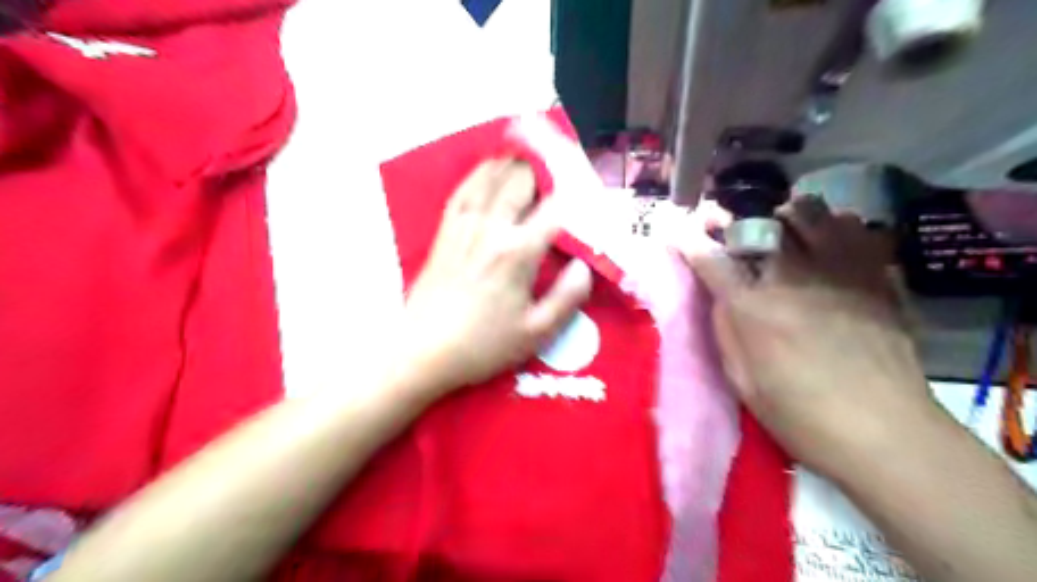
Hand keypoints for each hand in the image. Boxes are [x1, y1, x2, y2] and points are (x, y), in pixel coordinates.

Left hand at [399, 159, 586, 395]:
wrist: (423, 350)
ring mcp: (464, 226)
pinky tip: (488, 169)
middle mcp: (491, 228)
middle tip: (558, 166)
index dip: (574, 198)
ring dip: (512, 163)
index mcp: (518, 252)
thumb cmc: (483, 345)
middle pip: (520, 182)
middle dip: (542, 169)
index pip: (554, 211)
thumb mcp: (536, 332)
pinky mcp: (445, 231)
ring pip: (490, 179)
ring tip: (528, 155)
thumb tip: (585, 265)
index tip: (586, 195)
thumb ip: (567, 297)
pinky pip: (463, 191)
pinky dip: (479, 174)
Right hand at [677, 196, 936, 476]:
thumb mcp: (740, 379)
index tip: (679, 232)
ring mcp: (838, 269)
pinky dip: (833, 227)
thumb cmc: (799, 413)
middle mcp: (791, 276)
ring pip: (807, 211)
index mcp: (753, 307)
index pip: (710, 257)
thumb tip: (720, 292)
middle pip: (757, 221)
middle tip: (731, 231)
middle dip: (734, 220)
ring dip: (785, 217)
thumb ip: (725, 327)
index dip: (689, 240)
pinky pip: (853, 227)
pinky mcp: (876, 274)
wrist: (884, 431)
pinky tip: (828, 245)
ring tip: (782, 233)